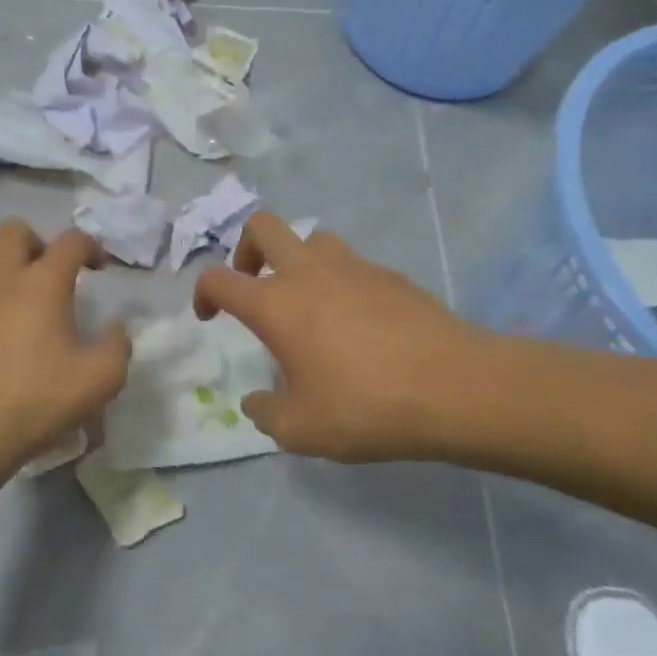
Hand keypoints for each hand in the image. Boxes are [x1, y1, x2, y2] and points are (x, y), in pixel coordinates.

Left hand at [0, 219, 131, 479]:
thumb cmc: (38, 401)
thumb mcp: (102, 379)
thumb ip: (119, 345)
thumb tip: (117, 325)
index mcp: (44, 282)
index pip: (72, 240)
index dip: (91, 247)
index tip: (99, 269)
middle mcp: (1, 276)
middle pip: (15, 229)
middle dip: (37, 243)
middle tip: (48, 274)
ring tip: (7, 286)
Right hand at [192, 214, 484, 462]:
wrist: (454, 387)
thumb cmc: (365, 407)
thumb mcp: (301, 430)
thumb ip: (266, 413)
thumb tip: (256, 401)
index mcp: (276, 304)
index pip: (218, 278)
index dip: (203, 293)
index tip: (209, 317)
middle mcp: (309, 273)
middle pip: (263, 226)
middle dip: (246, 249)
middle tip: (254, 285)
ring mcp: (353, 266)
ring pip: (312, 238)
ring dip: (297, 259)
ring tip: (308, 303)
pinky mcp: (390, 275)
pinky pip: (352, 263)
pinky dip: (340, 281)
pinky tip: (357, 323)